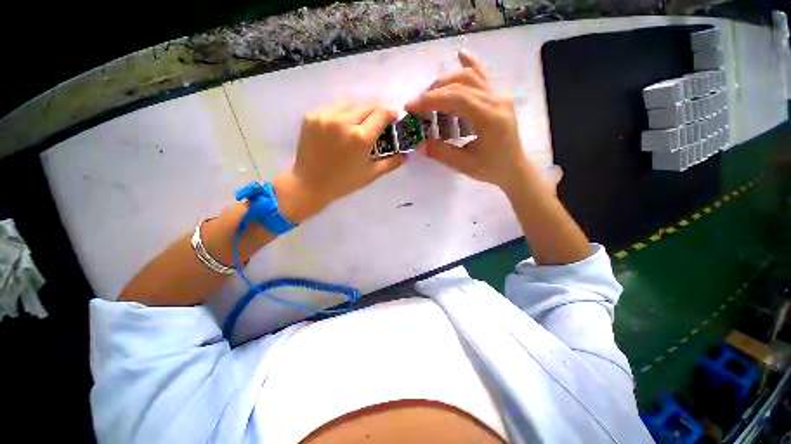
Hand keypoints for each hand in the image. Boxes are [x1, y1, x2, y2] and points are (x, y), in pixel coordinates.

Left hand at [273, 101, 402, 222]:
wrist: (309, 184)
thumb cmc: (344, 182)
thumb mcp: (371, 175)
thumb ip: (391, 162)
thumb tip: (406, 154)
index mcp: (360, 138)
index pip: (381, 114)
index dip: (391, 113)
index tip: (394, 116)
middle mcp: (343, 121)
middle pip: (367, 105)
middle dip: (377, 110)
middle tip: (378, 120)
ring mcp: (325, 116)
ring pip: (350, 103)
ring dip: (360, 109)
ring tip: (360, 122)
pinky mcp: (311, 116)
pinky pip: (333, 108)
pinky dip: (342, 113)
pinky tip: (342, 126)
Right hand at [405, 50, 533, 192]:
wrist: (513, 168)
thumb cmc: (491, 168)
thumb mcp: (464, 165)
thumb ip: (441, 153)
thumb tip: (418, 144)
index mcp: (490, 118)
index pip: (457, 98)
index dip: (431, 99)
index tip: (411, 106)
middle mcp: (497, 100)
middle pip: (462, 83)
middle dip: (435, 91)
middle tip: (417, 104)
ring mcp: (499, 96)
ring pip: (471, 77)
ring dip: (446, 81)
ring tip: (430, 93)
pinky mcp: (498, 97)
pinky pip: (483, 77)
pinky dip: (470, 65)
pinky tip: (461, 55)